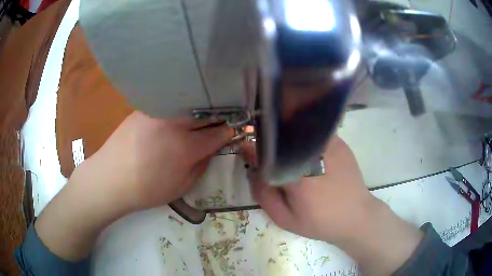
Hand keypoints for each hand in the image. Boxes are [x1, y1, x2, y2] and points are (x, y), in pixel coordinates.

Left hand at [82, 111, 233, 210]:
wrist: (110, 179)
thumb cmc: (146, 190)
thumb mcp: (181, 186)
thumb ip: (202, 164)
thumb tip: (213, 147)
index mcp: (185, 147)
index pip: (218, 133)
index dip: (230, 131)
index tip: (235, 130)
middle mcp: (173, 122)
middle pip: (206, 111)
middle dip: (219, 115)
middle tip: (224, 119)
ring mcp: (158, 111)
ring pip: (189, 102)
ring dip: (201, 108)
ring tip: (205, 114)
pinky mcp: (144, 108)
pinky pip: (170, 102)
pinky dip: (181, 105)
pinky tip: (180, 113)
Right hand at [241, 135, 373, 242]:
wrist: (356, 216)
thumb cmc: (320, 222)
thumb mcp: (285, 219)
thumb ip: (264, 195)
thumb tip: (252, 171)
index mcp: (297, 176)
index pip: (266, 154)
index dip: (252, 149)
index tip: (244, 148)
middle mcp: (313, 154)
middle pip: (282, 138)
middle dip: (268, 141)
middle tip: (264, 151)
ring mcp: (329, 144)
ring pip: (298, 131)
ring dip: (286, 137)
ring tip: (283, 149)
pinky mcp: (339, 143)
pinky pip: (315, 132)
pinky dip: (304, 136)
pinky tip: (303, 148)